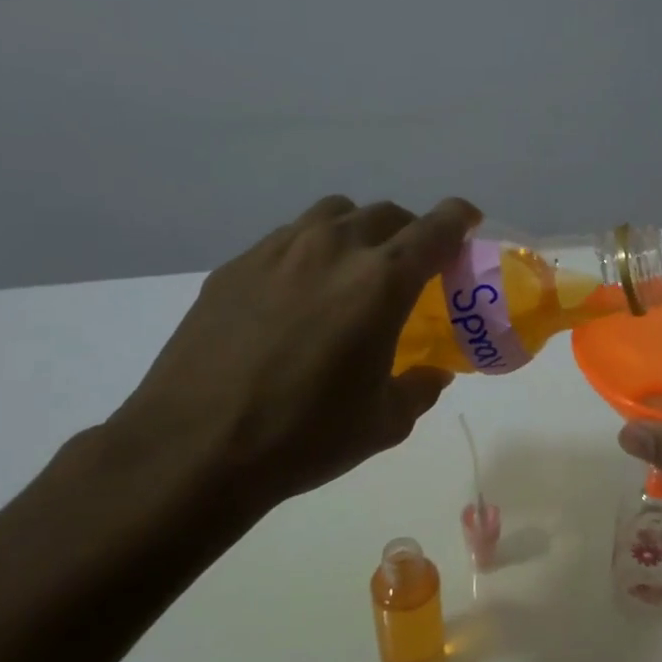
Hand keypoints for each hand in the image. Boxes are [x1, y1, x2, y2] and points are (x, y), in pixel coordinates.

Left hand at [107, 195, 480, 529]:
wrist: (194, 448)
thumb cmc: (305, 436)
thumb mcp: (384, 423)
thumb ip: (419, 389)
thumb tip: (431, 375)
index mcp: (381, 282)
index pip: (435, 228)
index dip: (459, 219)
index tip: (468, 224)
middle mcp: (333, 250)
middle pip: (385, 214)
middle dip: (410, 230)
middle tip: (413, 264)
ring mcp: (277, 252)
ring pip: (332, 215)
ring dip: (358, 231)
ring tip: (354, 270)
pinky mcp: (235, 267)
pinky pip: (287, 238)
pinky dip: (311, 251)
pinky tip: (299, 294)